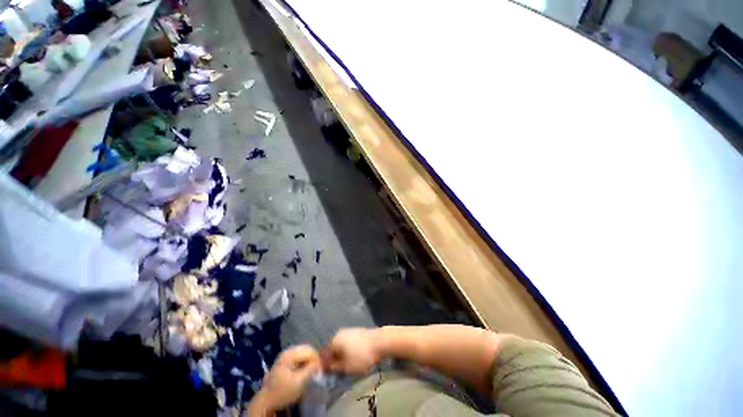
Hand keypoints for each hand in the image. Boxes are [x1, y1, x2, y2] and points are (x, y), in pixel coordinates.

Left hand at [249, 345, 320, 415]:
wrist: (266, 401)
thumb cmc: (282, 391)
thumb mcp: (299, 382)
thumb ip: (310, 369)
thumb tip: (320, 362)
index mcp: (290, 354)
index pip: (309, 350)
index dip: (316, 359)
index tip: (320, 369)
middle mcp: (288, 351)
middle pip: (307, 349)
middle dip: (313, 358)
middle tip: (317, 370)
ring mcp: (286, 355)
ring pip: (304, 353)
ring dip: (309, 360)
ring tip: (312, 371)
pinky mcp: (286, 361)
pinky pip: (299, 357)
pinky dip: (304, 362)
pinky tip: (305, 371)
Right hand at [323, 328, 383, 374]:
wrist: (380, 342)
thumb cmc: (361, 356)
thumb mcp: (345, 367)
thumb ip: (332, 367)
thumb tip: (323, 368)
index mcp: (334, 340)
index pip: (324, 354)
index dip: (325, 366)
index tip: (330, 375)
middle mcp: (339, 333)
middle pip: (333, 350)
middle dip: (335, 360)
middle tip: (341, 371)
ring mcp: (349, 331)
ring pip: (341, 347)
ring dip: (343, 356)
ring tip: (350, 366)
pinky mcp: (357, 332)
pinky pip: (349, 344)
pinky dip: (350, 351)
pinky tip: (356, 358)